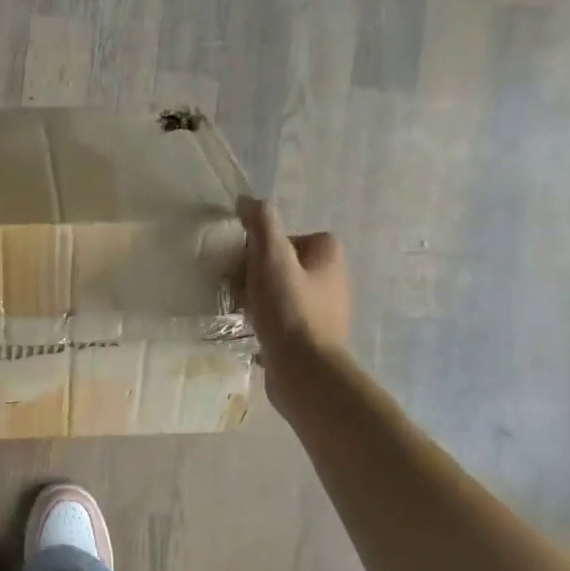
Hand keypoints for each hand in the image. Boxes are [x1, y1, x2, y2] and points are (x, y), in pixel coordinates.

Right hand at [236, 196, 349, 411]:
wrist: (305, 371)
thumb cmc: (290, 310)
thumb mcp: (271, 258)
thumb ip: (261, 225)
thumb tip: (247, 200)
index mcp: (328, 254)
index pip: (288, 237)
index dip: (261, 247)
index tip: (245, 263)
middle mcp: (332, 279)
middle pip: (282, 264)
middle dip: (255, 274)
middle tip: (237, 288)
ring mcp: (323, 310)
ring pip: (280, 291)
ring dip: (256, 298)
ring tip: (240, 311)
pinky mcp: (311, 336)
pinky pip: (281, 318)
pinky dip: (264, 320)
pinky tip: (250, 330)